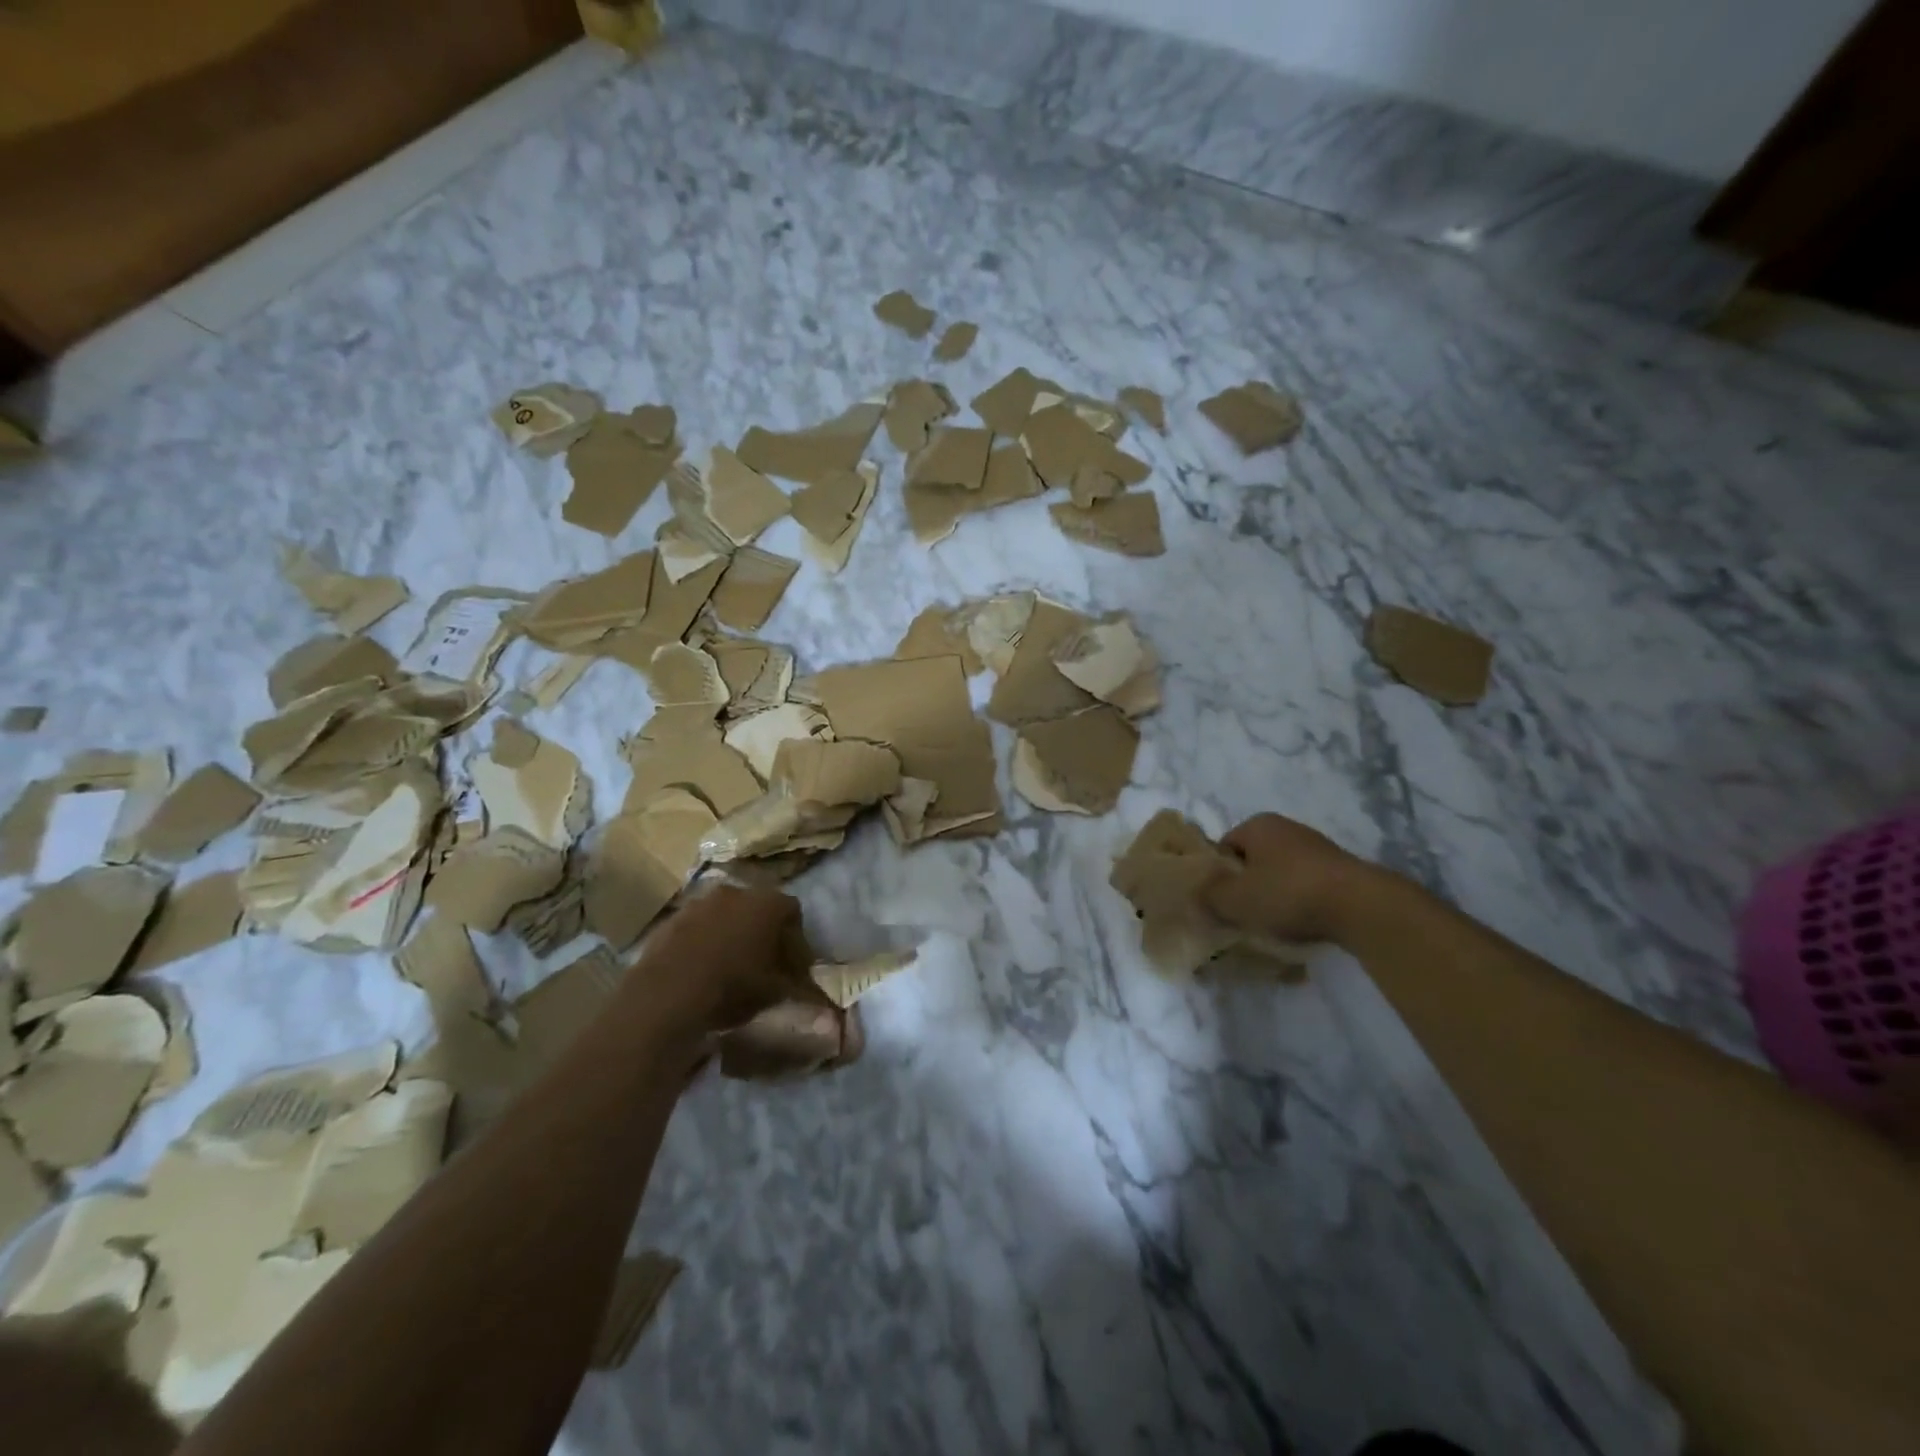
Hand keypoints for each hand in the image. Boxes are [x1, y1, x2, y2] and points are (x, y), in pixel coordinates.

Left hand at [637, 883, 833, 1039]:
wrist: (666, 995)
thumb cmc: (733, 987)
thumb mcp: (776, 994)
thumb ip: (803, 993)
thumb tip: (831, 1011)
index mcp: (767, 903)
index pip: (793, 912)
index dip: (796, 940)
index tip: (794, 967)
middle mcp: (735, 892)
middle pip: (758, 909)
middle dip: (763, 933)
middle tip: (764, 966)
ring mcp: (698, 903)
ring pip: (725, 917)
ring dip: (730, 936)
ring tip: (729, 970)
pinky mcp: (670, 920)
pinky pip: (696, 929)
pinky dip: (702, 944)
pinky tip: (699, 973)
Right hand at [1202, 814, 1375, 944]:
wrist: (1361, 906)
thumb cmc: (1288, 894)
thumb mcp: (1234, 900)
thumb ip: (1208, 896)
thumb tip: (1197, 895)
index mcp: (1258, 825)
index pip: (1224, 847)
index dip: (1217, 875)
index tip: (1220, 902)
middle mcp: (1287, 828)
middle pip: (1253, 860)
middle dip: (1247, 886)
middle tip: (1243, 915)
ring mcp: (1318, 848)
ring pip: (1282, 873)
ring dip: (1276, 895)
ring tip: (1275, 925)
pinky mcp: (1342, 870)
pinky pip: (1309, 886)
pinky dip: (1302, 902)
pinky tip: (1304, 924)